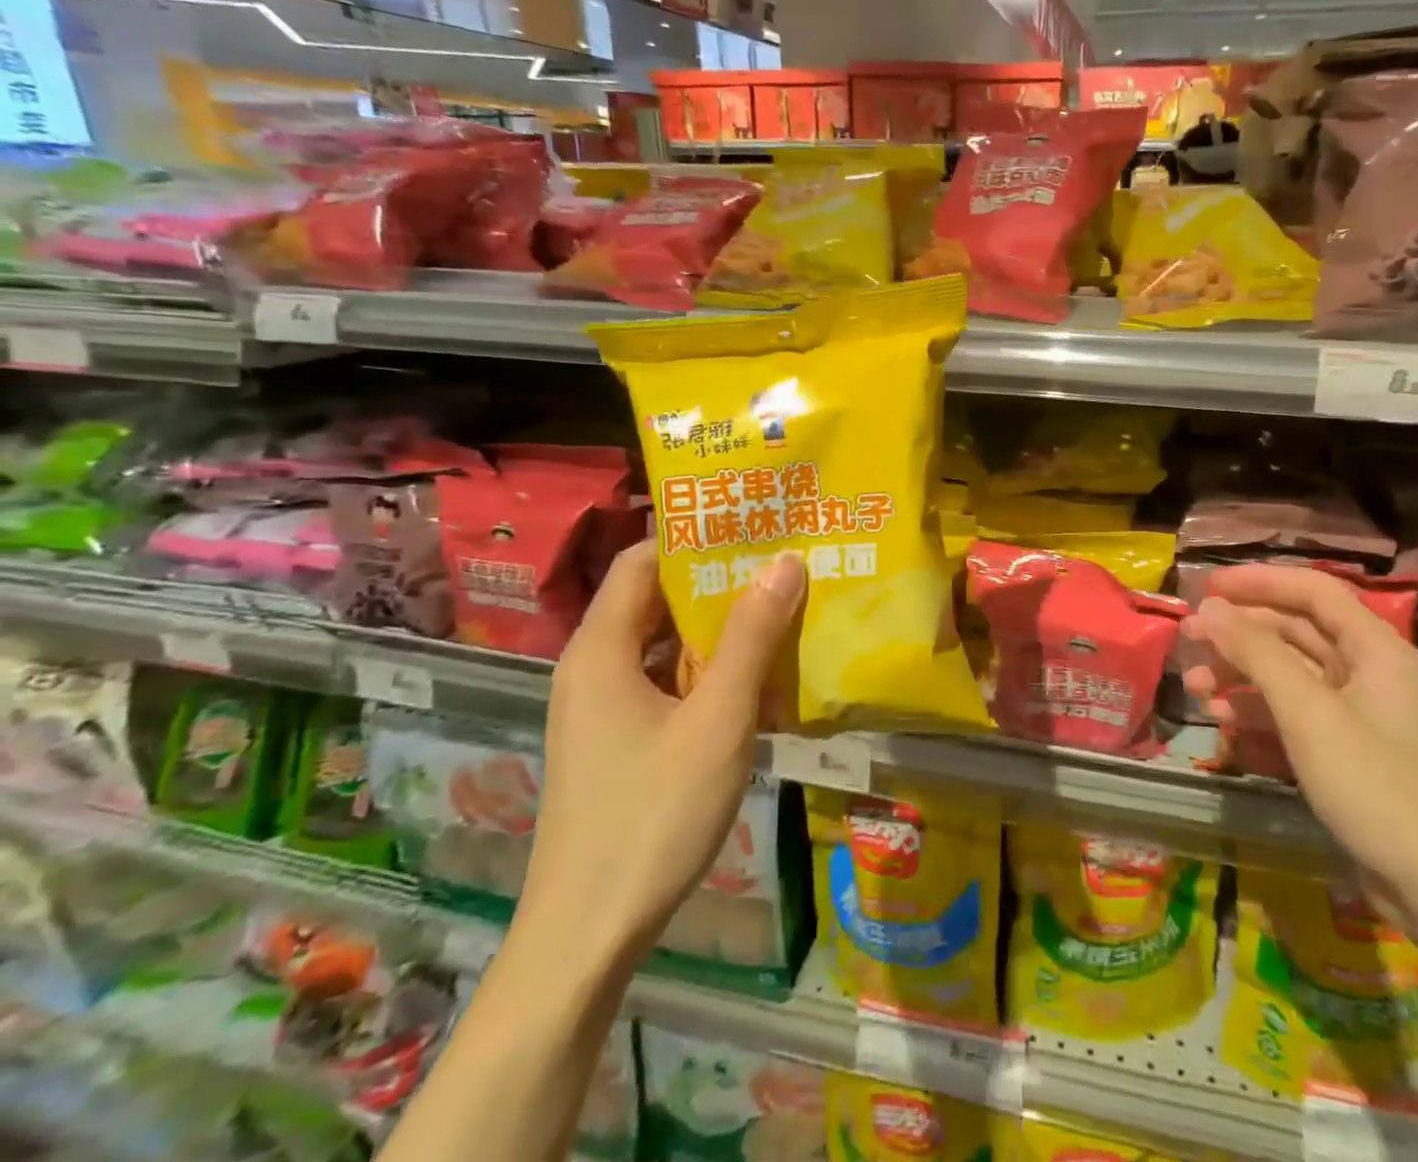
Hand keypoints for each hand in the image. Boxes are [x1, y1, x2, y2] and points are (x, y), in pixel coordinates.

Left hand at [514, 541, 807, 964]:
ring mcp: (602, 708)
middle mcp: (594, 668)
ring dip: (718, 630)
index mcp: (602, 649)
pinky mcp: (617, 742)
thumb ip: (751, 636)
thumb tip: (785, 560)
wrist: (586, 937)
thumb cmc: (653, 816)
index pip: (644, 560)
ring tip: (781, 611)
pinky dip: (707, 672)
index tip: (754, 525)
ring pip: (665, 645)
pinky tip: (756, 681)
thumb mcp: (718, 720)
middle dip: (718, 582)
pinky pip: (665, 684)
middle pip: (656, 600)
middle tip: (783, 564)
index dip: (695, 537)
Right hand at [1182, 564, 1417, 908]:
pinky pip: (1293, 713)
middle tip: (1188, 636)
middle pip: (1294, 630)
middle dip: (1239, 631)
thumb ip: (1257, 653)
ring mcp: (1356, 713)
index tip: (1208, 585)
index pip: (1312, 590)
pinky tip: (1222, 722)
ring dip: (1240, 673)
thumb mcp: (1309, 713)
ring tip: (1195, 686)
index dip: (1259, 581)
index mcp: (1373, 648)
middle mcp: (1366, 671)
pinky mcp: (1346, 751)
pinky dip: (1257, 711)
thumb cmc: (1376, 785)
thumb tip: (1212, 607)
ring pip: (1288, 673)